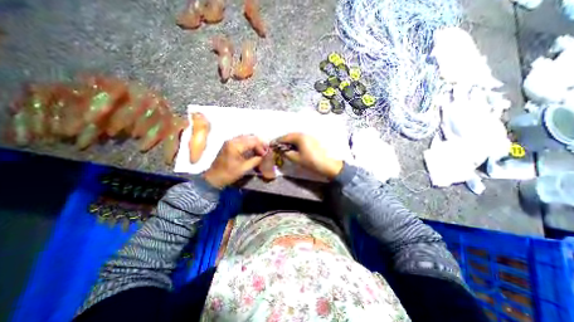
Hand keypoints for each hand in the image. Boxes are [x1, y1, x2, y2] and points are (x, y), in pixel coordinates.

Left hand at [203, 133, 268, 187]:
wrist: (213, 178)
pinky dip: (249, 144)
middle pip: (250, 137)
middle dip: (259, 143)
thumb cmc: (228, 174)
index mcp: (235, 145)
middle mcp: (232, 140)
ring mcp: (230, 142)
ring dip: (255, 143)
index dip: (262, 146)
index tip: (267, 153)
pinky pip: (242, 141)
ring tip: (260, 150)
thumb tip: (264, 156)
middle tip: (265, 150)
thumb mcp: (244, 168)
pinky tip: (253, 150)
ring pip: (246, 138)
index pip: (253, 141)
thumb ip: (255, 160)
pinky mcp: (229, 145)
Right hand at [276, 132, 341, 179]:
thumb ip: (286, 153)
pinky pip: (300, 139)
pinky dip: (295, 143)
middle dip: (283, 141)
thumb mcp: (296, 158)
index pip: (285, 137)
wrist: (326, 164)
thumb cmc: (310, 161)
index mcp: (299, 137)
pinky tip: (293, 147)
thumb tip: (281, 150)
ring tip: (284, 148)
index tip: (271, 145)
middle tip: (277, 146)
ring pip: (295, 137)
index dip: (277, 141)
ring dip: (289, 142)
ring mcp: (309, 136)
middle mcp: (304, 134)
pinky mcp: (312, 140)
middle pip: (290, 136)